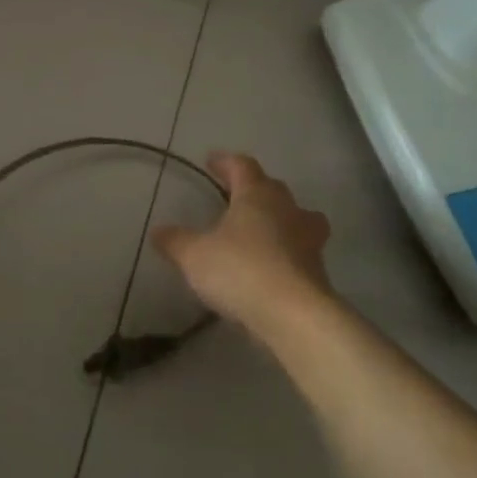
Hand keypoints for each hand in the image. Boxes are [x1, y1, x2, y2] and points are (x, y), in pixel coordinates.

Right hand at [151, 153, 333, 340]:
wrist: (294, 316)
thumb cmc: (240, 271)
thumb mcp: (194, 256)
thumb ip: (175, 241)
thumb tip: (158, 231)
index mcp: (257, 195)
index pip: (242, 166)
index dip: (226, 162)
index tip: (211, 161)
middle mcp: (287, 209)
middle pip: (271, 188)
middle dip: (252, 188)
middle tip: (233, 194)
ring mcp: (308, 239)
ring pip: (296, 217)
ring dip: (279, 218)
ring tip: (261, 228)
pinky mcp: (318, 270)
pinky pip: (300, 249)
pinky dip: (286, 250)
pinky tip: (269, 265)